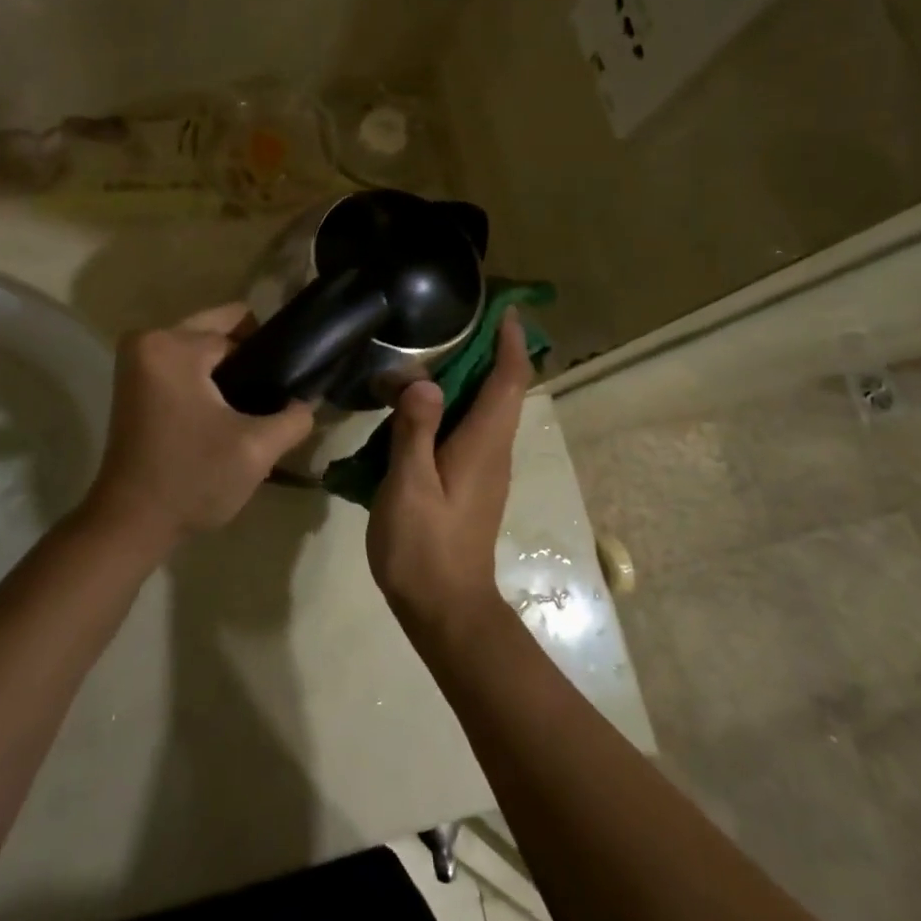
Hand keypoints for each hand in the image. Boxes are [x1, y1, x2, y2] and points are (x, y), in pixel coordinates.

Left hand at [88, 303, 315, 547]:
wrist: (131, 523)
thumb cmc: (192, 480)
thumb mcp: (256, 450)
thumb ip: (294, 417)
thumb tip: (309, 400)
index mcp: (173, 345)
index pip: (240, 330)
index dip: (271, 355)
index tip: (289, 386)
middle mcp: (148, 340)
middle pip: (217, 331)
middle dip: (249, 359)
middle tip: (272, 398)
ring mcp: (136, 361)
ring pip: (201, 349)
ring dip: (228, 372)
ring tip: (252, 410)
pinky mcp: (134, 383)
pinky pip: (183, 365)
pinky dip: (207, 381)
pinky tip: (226, 415)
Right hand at [368, 310, 531, 636]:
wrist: (446, 610)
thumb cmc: (425, 547)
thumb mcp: (410, 485)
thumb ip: (415, 430)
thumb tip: (424, 379)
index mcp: (483, 443)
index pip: (508, 380)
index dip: (510, 342)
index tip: (504, 310)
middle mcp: (493, 450)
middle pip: (502, 389)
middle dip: (489, 351)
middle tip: (456, 322)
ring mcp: (484, 468)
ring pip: (486, 408)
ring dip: (470, 376)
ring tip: (430, 354)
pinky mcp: (471, 483)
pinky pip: (470, 428)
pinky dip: (454, 404)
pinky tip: (419, 406)